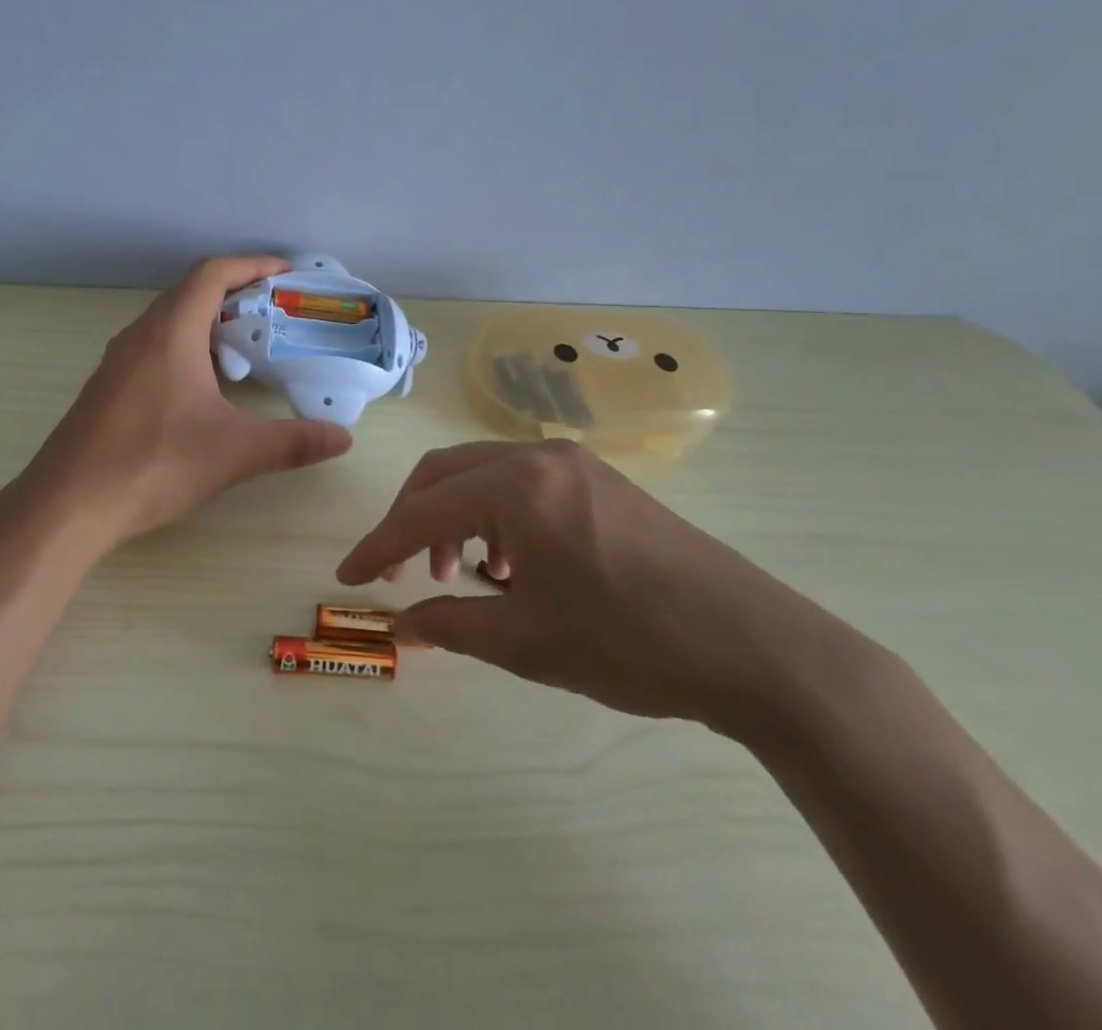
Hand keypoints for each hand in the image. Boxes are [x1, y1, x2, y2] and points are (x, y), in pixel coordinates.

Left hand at [27, 255, 353, 547]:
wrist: (68, 505)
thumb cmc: (153, 464)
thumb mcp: (233, 453)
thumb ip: (293, 442)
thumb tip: (344, 438)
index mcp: (170, 333)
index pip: (212, 274)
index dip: (251, 265)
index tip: (284, 273)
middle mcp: (139, 336)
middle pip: (189, 293)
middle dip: (234, 293)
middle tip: (273, 314)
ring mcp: (117, 362)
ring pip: (168, 322)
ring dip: (207, 322)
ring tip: (244, 348)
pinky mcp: (106, 388)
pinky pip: (152, 348)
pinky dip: (185, 348)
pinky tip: (201, 388)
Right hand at [336, 440, 830, 734]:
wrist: (754, 645)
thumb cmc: (628, 642)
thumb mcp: (526, 642)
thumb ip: (451, 626)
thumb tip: (398, 626)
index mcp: (515, 485)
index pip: (422, 511)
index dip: (378, 546)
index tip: (347, 578)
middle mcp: (537, 457)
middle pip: (446, 473)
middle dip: (412, 520)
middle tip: (399, 572)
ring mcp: (573, 463)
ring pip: (484, 475)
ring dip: (454, 517)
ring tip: (459, 575)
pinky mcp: (600, 480)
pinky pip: (523, 484)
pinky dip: (495, 516)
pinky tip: (511, 565)